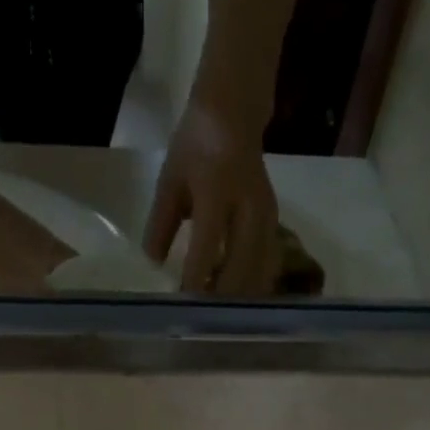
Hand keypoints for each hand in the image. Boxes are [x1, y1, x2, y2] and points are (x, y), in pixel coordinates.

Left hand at [144, 90, 280, 295]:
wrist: (236, 110)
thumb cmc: (196, 145)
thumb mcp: (170, 180)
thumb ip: (160, 224)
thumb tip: (154, 266)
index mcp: (217, 191)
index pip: (207, 246)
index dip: (195, 279)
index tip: (182, 305)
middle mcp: (248, 207)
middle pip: (240, 268)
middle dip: (220, 299)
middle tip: (200, 319)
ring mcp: (267, 217)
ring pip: (258, 272)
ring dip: (238, 299)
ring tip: (218, 315)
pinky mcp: (276, 224)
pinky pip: (268, 266)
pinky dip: (253, 288)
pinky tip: (237, 301)